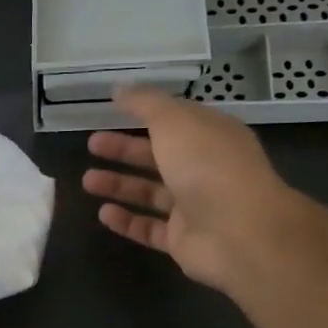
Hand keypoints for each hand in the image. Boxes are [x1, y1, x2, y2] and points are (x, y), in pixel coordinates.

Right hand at [81, 86, 298, 289]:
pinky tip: (103, 213)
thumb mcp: (174, 122)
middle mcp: (204, 169)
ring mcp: (195, 207)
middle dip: (124, 150)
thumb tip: (120, 88)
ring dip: (119, 185)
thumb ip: (145, 103)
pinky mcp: (183, 239)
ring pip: (150, 193)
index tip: (113, 109)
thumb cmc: (207, 166)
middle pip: (158, 156)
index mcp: (211, 136)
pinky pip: (149, 228)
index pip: (177, 120)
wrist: (240, 232)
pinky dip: (126, 221)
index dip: (146, 113)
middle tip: (92, 144)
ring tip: (87, 181)